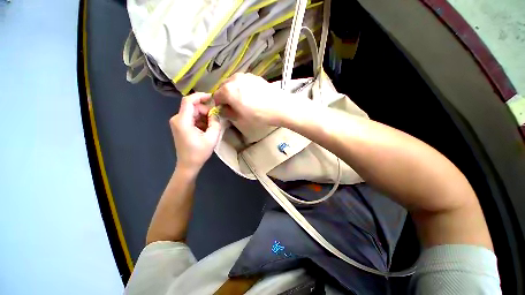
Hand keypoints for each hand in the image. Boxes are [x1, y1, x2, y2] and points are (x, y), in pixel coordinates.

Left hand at [170, 93, 220, 175]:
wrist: (188, 165)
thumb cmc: (199, 152)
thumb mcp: (212, 137)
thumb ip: (215, 122)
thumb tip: (215, 113)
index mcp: (182, 121)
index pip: (189, 100)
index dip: (201, 96)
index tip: (213, 98)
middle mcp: (177, 119)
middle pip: (193, 107)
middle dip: (206, 110)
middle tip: (216, 119)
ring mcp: (178, 122)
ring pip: (193, 112)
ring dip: (204, 116)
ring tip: (212, 126)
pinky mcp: (180, 126)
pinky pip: (192, 118)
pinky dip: (200, 120)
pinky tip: (206, 129)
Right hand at [213, 73, 294, 125]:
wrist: (279, 107)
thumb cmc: (258, 115)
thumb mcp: (240, 118)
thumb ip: (227, 113)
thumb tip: (223, 109)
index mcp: (227, 90)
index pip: (215, 96)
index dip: (218, 105)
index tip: (224, 110)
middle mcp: (234, 79)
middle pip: (223, 87)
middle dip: (225, 96)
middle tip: (232, 106)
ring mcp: (245, 76)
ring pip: (233, 83)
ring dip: (233, 91)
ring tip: (242, 100)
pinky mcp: (254, 76)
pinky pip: (242, 81)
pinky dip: (241, 87)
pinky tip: (250, 95)